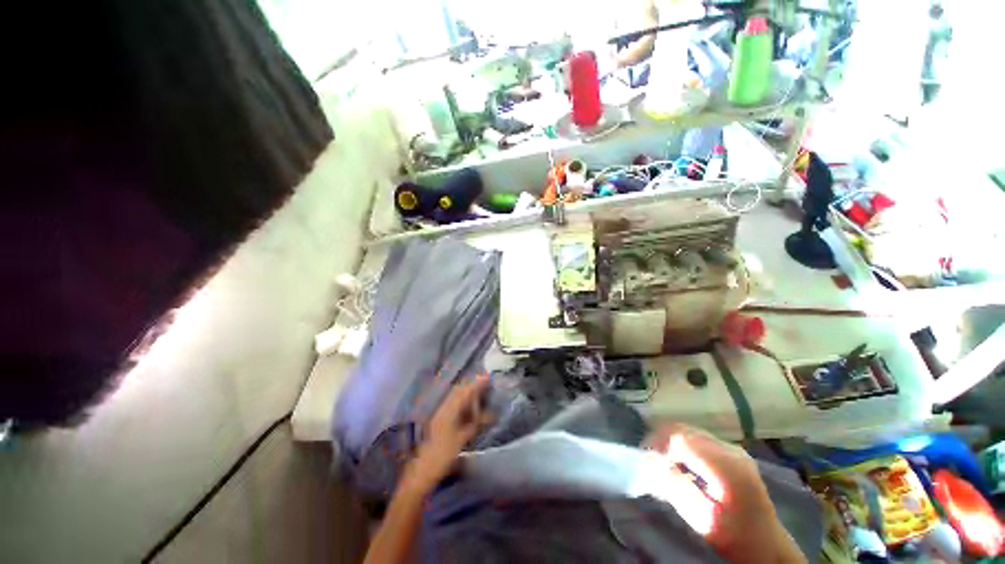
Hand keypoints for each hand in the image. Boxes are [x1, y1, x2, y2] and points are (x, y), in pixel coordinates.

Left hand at [404, 374, 492, 495]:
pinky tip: (470, 406)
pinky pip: (454, 404)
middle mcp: (443, 408)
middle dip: (472, 385)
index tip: (488, 377)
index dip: (476, 383)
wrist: (423, 471)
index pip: (464, 391)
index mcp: (449, 410)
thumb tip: (492, 414)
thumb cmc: (443, 455)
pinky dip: (464, 401)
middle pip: (459, 391)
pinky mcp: (440, 420)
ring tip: (481, 392)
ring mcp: (440, 413)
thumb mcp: (462, 439)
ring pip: (456, 397)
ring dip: (468, 392)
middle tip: (486, 383)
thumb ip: (477, 424)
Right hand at [645, 424, 804, 563]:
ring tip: (661, 459)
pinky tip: (679, 461)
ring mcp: (733, 448)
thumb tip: (650, 460)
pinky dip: (681, 443)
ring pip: (689, 430)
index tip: (645, 458)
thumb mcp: (703, 520)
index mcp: (727, 468)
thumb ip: (676, 487)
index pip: (681, 438)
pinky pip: (697, 437)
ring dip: (670, 440)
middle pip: (684, 429)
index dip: (658, 443)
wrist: (769, 547)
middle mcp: (731, 449)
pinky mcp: (732, 451)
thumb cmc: (736, 539)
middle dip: (661, 439)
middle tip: (649, 458)